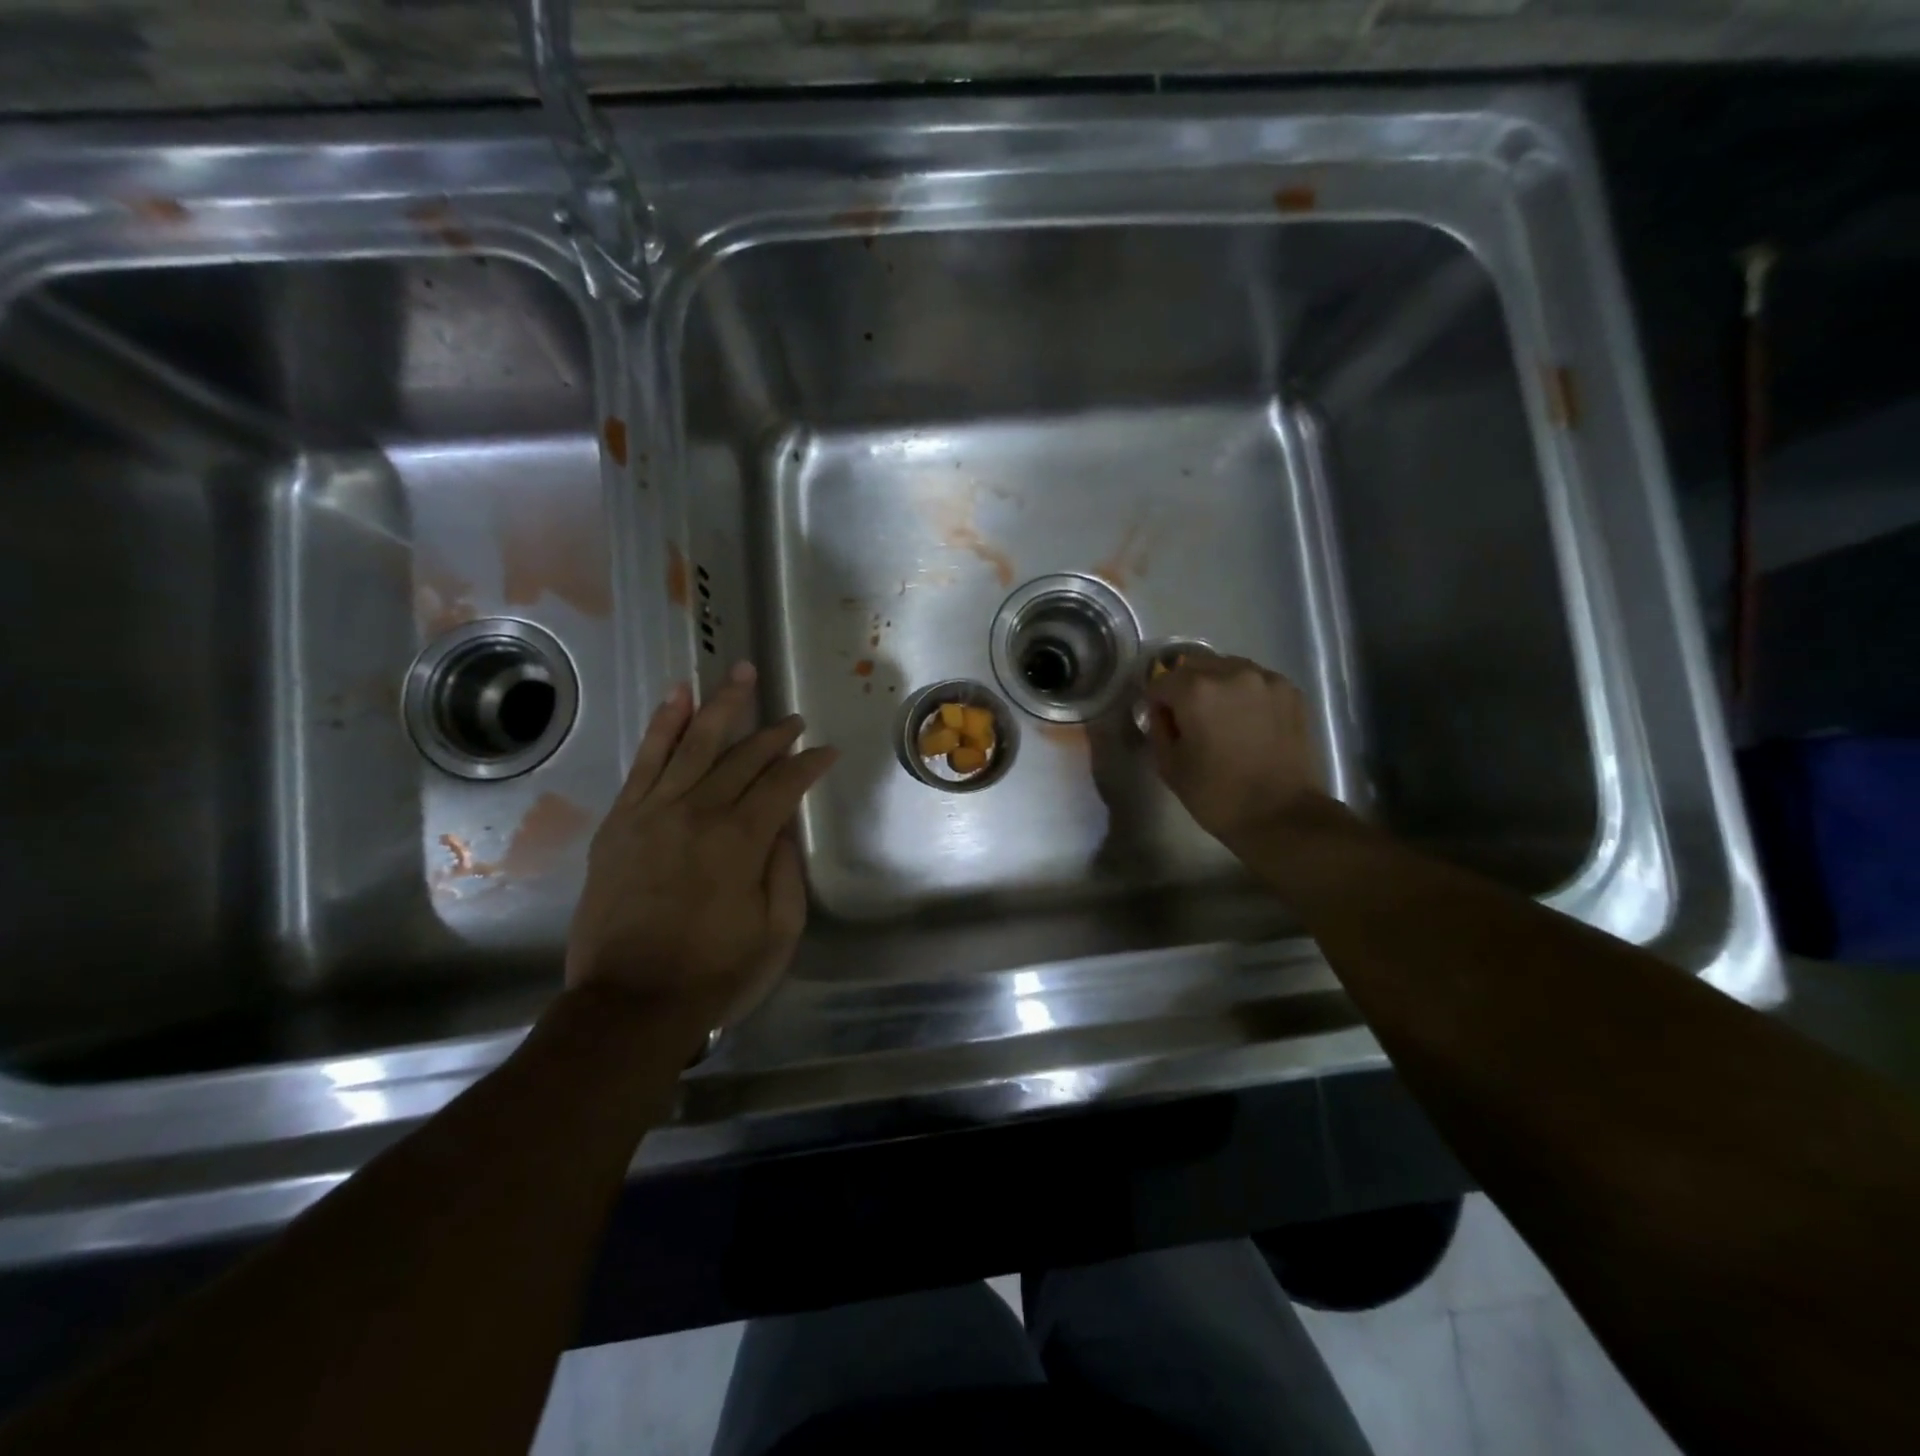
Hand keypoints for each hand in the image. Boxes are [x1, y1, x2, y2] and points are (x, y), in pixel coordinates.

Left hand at [565, 662, 836, 1032]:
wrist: (629, 1003)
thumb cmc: (714, 973)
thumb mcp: (777, 932)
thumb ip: (785, 870)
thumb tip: (783, 824)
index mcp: (741, 841)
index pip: (784, 784)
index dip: (809, 764)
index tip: (827, 752)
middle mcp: (699, 812)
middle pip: (743, 756)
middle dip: (774, 732)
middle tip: (793, 717)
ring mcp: (653, 811)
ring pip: (694, 743)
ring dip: (721, 704)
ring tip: (739, 672)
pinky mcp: (620, 821)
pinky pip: (644, 760)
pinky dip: (662, 725)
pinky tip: (678, 695)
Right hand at [1144, 655, 1327, 849]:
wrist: (1282, 815)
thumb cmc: (1216, 795)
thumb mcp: (1169, 765)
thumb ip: (1158, 728)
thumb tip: (1163, 712)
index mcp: (1195, 690)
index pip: (1161, 681)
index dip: (1157, 702)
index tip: (1163, 723)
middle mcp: (1231, 672)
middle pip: (1194, 666)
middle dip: (1186, 687)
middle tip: (1191, 719)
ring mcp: (1266, 679)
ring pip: (1227, 668)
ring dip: (1217, 686)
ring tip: (1223, 718)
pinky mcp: (1291, 691)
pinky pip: (1256, 681)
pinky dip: (1246, 694)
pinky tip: (1249, 721)